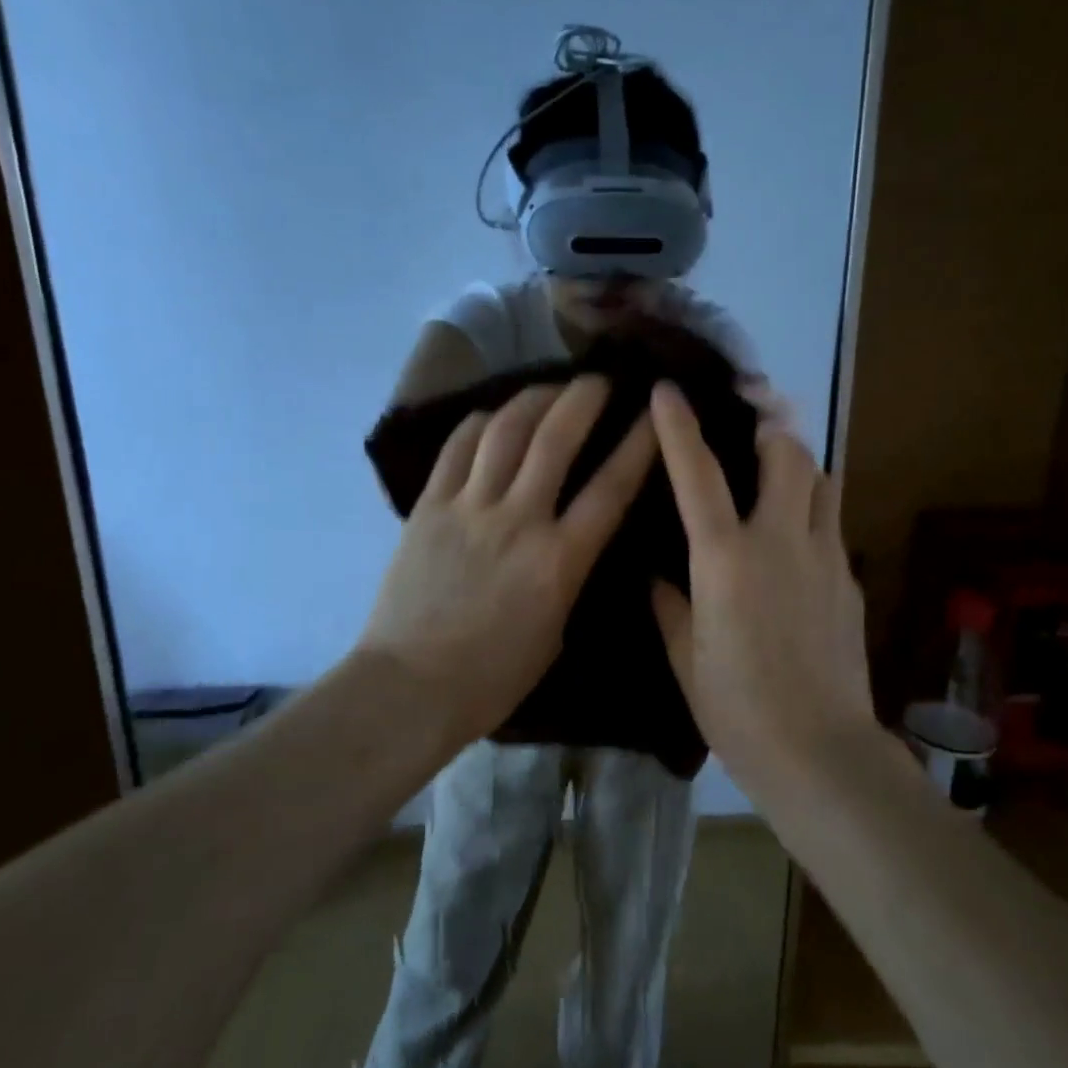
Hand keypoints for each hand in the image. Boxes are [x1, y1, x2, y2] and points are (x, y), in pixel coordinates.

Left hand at [358, 376, 655, 740]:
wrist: (410, 687)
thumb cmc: (492, 678)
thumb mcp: (555, 631)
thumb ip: (569, 577)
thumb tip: (573, 542)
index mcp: (559, 560)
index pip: (611, 488)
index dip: (639, 444)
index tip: (656, 414)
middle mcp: (518, 520)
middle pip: (556, 439)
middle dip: (584, 399)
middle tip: (599, 380)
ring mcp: (468, 508)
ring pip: (505, 431)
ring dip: (534, 399)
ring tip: (550, 387)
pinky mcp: (429, 507)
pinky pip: (457, 449)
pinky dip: (479, 423)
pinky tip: (493, 415)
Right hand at [649, 382, 876, 772]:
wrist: (820, 752)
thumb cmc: (737, 709)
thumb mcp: (685, 658)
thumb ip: (669, 605)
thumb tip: (657, 575)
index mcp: (725, 560)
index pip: (698, 474)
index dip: (679, 427)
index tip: (668, 390)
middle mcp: (779, 542)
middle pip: (786, 452)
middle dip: (767, 425)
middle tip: (747, 422)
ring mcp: (823, 556)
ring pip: (820, 479)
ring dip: (797, 461)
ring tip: (774, 469)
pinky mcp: (850, 578)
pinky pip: (831, 522)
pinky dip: (811, 510)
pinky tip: (794, 538)